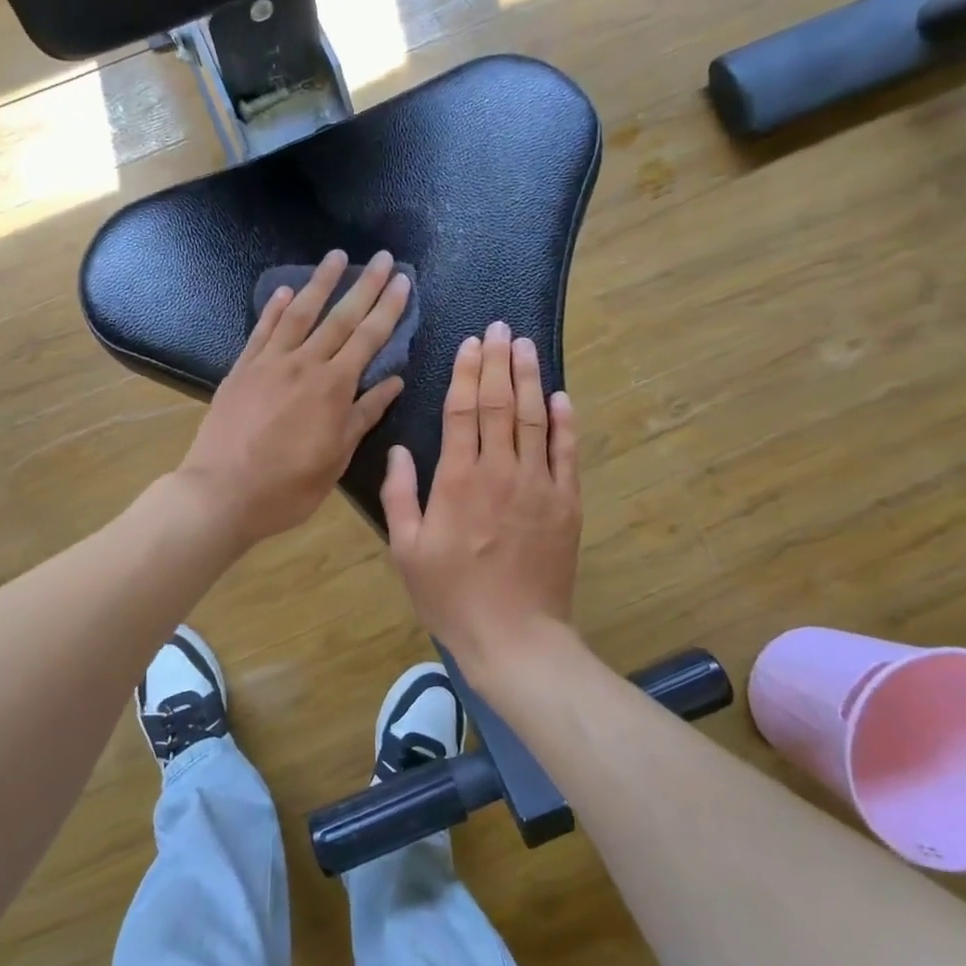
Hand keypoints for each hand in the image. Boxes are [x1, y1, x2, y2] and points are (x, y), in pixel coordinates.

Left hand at [176, 250, 410, 544]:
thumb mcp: (336, 458)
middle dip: (364, 285)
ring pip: (299, 313)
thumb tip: (393, 382)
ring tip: (336, 256)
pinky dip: (274, 309)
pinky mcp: (241, 369)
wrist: (222, 493)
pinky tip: (285, 291)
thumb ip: (363, 415)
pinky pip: (262, 331)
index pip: (368, 338)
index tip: (402, 281)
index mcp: (333, 387)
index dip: (388, 308)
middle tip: (382, 257)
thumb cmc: (287, 487)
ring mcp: (268, 363)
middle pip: (339, 317)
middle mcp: (304, 364)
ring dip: (320, 283)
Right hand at [380, 321, 580, 678]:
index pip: (464, 411)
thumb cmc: (451, 595)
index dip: (467, 373)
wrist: (515, 637)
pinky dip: (565, 423)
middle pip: (501, 404)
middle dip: (500, 363)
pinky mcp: (566, 503)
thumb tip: (398, 449)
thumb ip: (399, 495)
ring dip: (530, 379)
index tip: (471, 343)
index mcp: (458, 480)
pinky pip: (567, 453)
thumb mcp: (406, 550)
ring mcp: (539, 485)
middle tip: (501, 328)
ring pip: (535, 419)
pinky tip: (561, 397)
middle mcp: (500, 471)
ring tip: (526, 346)